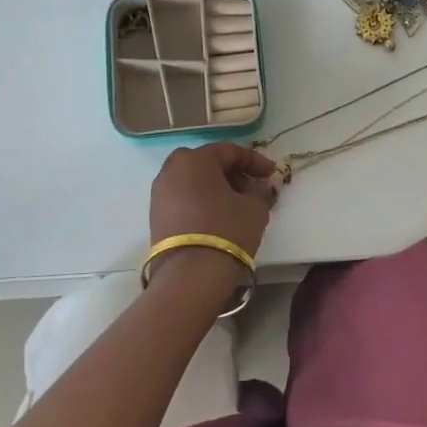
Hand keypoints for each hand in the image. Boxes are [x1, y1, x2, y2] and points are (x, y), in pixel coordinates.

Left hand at [148, 142, 279, 256]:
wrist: (190, 275)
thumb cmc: (227, 230)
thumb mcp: (255, 208)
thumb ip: (260, 190)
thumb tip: (259, 187)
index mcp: (195, 159)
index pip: (229, 151)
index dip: (254, 161)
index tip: (271, 174)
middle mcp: (172, 169)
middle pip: (207, 163)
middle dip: (232, 173)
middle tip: (252, 188)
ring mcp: (159, 193)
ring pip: (193, 180)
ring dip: (216, 187)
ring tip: (237, 204)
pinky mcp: (155, 215)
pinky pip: (183, 197)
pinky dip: (201, 201)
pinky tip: (218, 216)